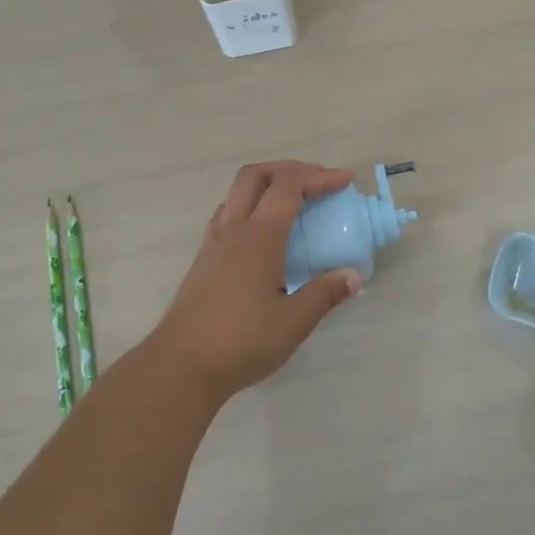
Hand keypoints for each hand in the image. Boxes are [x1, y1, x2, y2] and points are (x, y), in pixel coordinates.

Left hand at [147, 161, 363, 406]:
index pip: (288, 188)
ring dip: (266, 185)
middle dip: (288, 169)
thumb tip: (353, 276)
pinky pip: (227, 215)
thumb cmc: (241, 341)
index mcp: (258, 238)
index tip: (345, 179)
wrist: (181, 365)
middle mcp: (232, 230)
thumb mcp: (293, 322)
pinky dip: (250, 206)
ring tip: (293, 201)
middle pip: (255, 176)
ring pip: (237, 193)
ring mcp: (213, 244)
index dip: (319, 177)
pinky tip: (265, 233)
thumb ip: (324, 294)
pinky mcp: (203, 260)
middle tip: (317, 180)